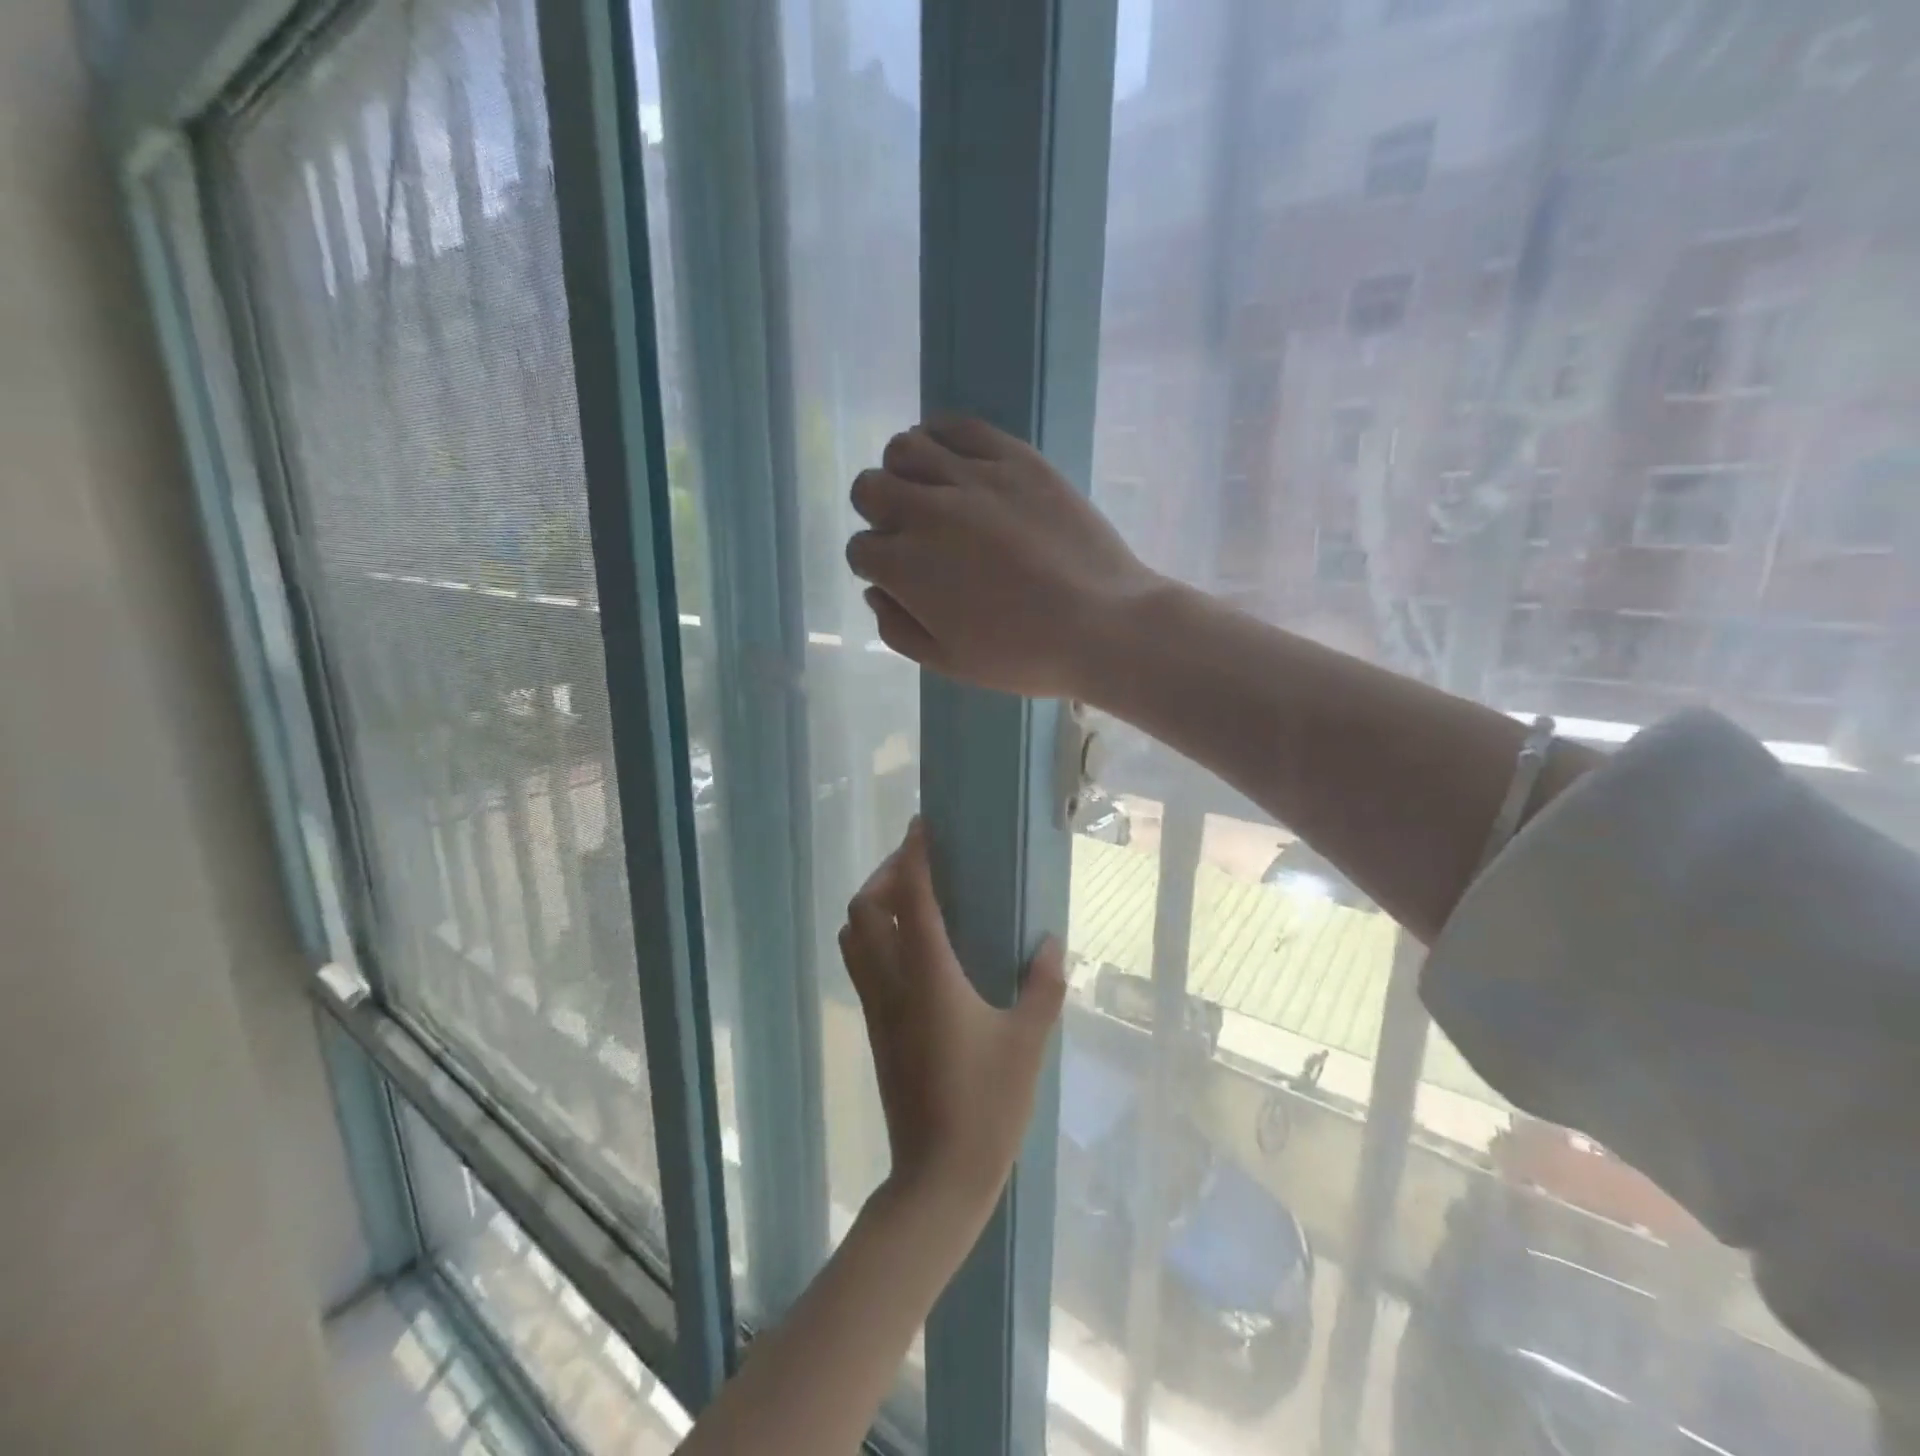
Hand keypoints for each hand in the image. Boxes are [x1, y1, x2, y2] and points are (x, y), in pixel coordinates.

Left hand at [838, 818, 1067, 1213]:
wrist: (937, 1178)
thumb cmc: (987, 1107)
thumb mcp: (1028, 1042)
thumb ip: (1042, 986)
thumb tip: (1050, 942)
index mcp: (930, 977)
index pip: (911, 897)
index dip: (912, 855)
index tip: (922, 825)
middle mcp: (893, 982)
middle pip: (864, 909)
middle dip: (885, 873)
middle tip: (917, 862)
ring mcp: (876, 1006)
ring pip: (852, 936)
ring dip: (871, 903)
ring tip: (907, 895)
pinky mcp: (874, 1027)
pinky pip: (859, 962)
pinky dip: (871, 934)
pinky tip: (907, 944)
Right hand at [844, 416, 1160, 698]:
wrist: (1103, 626)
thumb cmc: (1024, 656)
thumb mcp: (949, 662)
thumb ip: (898, 630)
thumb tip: (876, 592)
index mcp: (906, 568)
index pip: (860, 549)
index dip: (875, 565)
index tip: (899, 576)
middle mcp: (926, 512)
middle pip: (870, 488)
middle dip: (878, 513)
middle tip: (909, 533)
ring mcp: (971, 478)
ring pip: (905, 447)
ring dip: (904, 471)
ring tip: (930, 492)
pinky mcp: (1013, 458)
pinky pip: (958, 426)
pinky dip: (941, 436)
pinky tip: (952, 459)